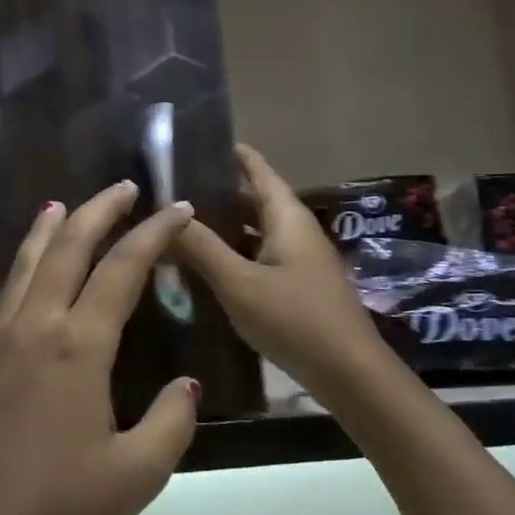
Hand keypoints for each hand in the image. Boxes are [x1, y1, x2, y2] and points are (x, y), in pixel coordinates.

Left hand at [0, 181, 200, 514]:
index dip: (154, 234)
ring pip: (22, 271)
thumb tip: (186, 384)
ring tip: (59, 206)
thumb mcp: (137, 475)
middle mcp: (35, 329)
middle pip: (67, 250)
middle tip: (122, 188)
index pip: (123, 269)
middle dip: (97, 213)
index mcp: (80, 345)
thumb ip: (171, 422)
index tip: (177, 208)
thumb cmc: (58, 513)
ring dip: (44, 235)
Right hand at [172, 143, 394, 400]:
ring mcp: (299, 258)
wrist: (347, 372)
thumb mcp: (239, 283)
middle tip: (174, 190)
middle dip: (218, 193)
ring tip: (182, 224)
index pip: (258, 170)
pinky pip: (260, 255)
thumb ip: (202, 247)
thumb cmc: (294, 318)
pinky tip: (207, 265)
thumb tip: (167, 213)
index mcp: (286, 217)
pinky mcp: (297, 285)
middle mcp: (295, 230)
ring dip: (224, 227)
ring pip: (255, 231)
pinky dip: (234, 253)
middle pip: (254, 200)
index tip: (200, 142)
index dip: (233, 155)